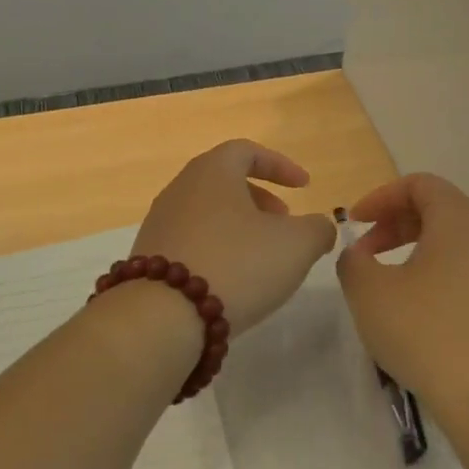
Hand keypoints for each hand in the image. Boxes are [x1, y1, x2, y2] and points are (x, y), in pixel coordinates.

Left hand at [131, 140, 334, 333]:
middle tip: (284, 222)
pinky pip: (191, 241)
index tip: (304, 186)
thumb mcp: (296, 245)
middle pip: (224, 181)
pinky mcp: (149, 257)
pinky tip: (231, 280)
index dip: (280, 165)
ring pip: (208, 212)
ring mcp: (160, 223)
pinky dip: (217, 248)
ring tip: (262, 256)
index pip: (247, 151)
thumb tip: (319, 227)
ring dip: (238, 226)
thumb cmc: (236, 264)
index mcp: (213, 171)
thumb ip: (318, 229)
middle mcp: (180, 188)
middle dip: (260, 198)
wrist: (162, 316)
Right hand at [335, 173, 468, 428]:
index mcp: (460, 220)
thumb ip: (353, 263)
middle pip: (440, 209)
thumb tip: (359, 256)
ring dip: (418, 251)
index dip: (380, 197)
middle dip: (396, 224)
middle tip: (366, 253)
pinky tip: (423, 314)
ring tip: (390, 285)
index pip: (420, 184)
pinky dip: (441, 276)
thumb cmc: (428, 334)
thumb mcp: (370, 294)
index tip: (354, 223)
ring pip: (457, 243)